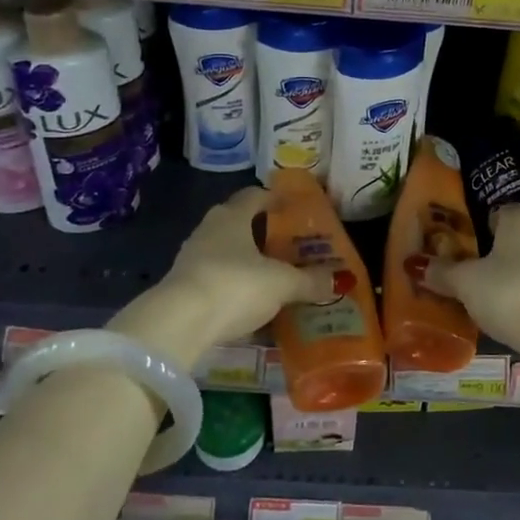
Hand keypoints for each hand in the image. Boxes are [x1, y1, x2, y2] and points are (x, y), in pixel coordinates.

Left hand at [108, 187, 327, 367]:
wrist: (179, 323)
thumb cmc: (235, 285)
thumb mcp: (282, 284)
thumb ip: (310, 281)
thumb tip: (340, 279)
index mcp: (233, 216)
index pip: (254, 195)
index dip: (273, 198)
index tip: (290, 206)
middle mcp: (209, 229)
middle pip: (237, 221)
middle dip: (260, 231)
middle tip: (285, 243)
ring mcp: (191, 258)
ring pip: (224, 250)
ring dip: (244, 259)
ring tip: (269, 274)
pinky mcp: (182, 286)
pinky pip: (214, 277)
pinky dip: (232, 284)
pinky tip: (247, 301)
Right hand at [422, 204, 519, 369]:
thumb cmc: (509, 291)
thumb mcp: (466, 283)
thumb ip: (442, 272)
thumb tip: (416, 265)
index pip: (494, 213)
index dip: (475, 230)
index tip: (459, 249)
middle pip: (513, 238)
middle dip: (494, 254)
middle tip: (468, 275)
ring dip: (512, 276)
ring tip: (488, 298)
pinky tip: (513, 314)